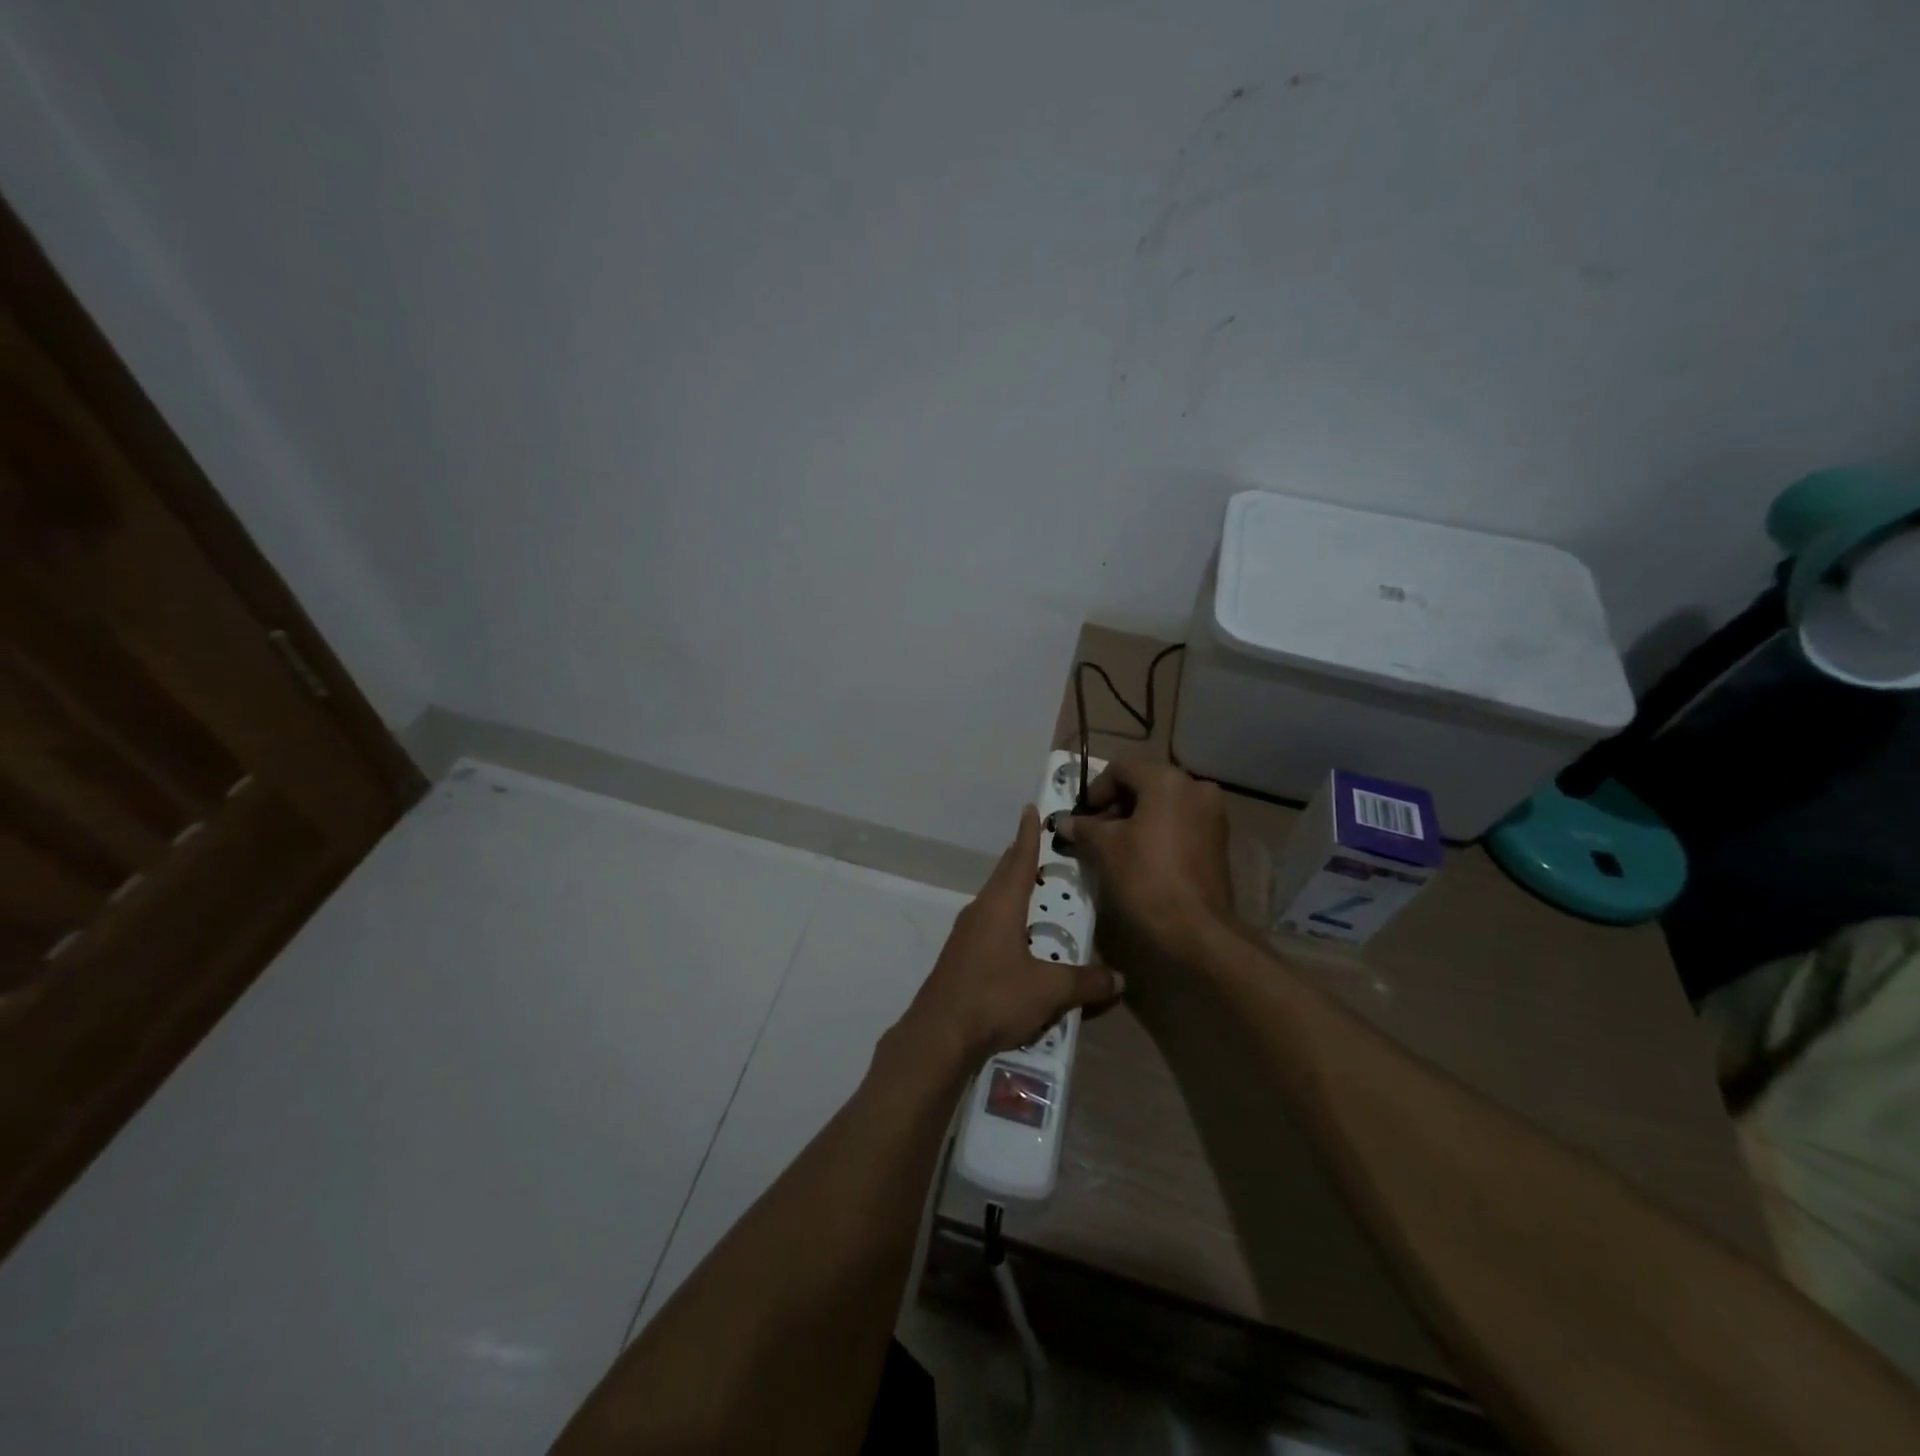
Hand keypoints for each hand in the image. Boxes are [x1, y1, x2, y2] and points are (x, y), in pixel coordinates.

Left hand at [891, 806, 1119, 1070]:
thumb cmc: (995, 997)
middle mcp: (980, 910)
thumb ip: (1085, 982)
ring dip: (1013, 890)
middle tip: (1042, 847)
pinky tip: (1018, 938)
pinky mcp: (960, 956)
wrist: (939, 1034)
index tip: (1031, 809)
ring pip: (994, 900)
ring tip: (1035, 890)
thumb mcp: (1049, 990)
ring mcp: (966, 933)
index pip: (1019, 859)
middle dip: (1022, 859)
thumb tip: (1120, 979)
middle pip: (1004, 875)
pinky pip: (988, 924)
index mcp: (1001, 905)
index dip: (1028, 834)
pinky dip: (1006, 918)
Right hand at [1064, 762, 1232, 974]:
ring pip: (1164, 804)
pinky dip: (1159, 830)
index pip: (1121, 768)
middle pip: (1145, 783)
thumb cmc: (1145, 877)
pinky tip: (1142, 855)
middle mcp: (1195, 787)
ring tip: (1116, 846)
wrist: (1196, 928)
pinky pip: (1181, 822)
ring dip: (1137, 818)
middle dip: (1117, 805)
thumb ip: (1084, 828)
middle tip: (1096, 832)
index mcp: (1167, 780)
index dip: (1096, 790)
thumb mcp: (1105, 848)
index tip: (1083, 816)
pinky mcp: (1219, 839)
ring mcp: (1213, 813)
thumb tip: (1065, 822)